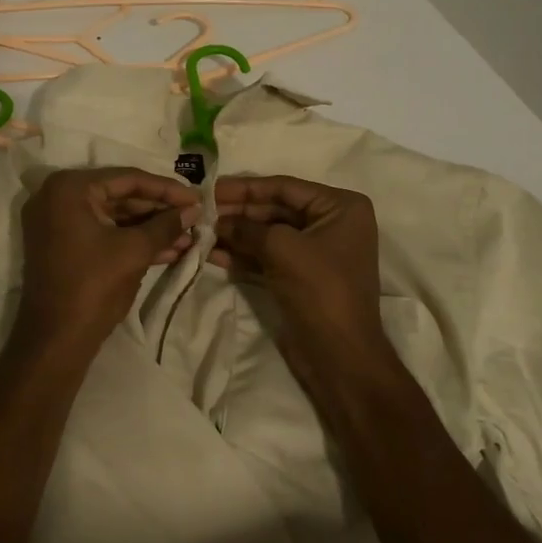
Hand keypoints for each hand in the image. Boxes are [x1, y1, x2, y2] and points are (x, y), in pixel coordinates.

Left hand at [15, 167, 200, 350]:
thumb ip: (165, 225)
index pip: (128, 179)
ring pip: (114, 216)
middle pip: (120, 195)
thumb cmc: (93, 286)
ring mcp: (58, 221)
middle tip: (194, 217)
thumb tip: (194, 211)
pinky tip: (169, 250)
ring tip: (188, 237)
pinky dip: (132, 239)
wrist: (56, 339)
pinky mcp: (63, 244)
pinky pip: (104, 232)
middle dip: (159, 211)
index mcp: (70, 188)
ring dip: (150, 227)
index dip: (167, 189)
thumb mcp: (134, 251)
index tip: (197, 198)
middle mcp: (58, 196)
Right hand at [212, 175, 386, 367]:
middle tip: (201, 212)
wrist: (339, 355)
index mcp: (340, 207)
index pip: (285, 187)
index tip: (211, 188)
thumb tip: (218, 221)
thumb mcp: (282, 248)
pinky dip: (243, 255)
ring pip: (268, 234)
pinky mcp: (301, 277)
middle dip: (238, 212)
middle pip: (275, 209)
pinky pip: (268, 257)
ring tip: (201, 232)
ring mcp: (316, 252)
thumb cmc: (320, 289)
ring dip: (236, 234)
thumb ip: (248, 228)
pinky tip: (213, 254)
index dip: (246, 188)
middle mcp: (331, 224)